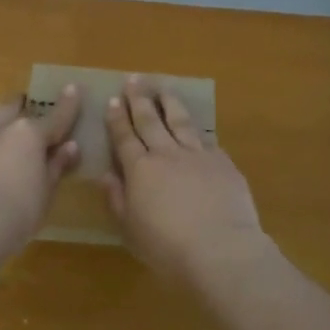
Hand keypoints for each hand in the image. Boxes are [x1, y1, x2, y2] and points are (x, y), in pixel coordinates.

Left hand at [0, 87, 81, 257]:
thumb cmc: (18, 213)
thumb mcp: (46, 194)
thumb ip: (56, 167)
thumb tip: (70, 147)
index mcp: (28, 136)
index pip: (55, 117)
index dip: (67, 104)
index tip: (73, 88)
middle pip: (11, 107)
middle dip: (20, 106)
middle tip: (26, 112)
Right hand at [102, 77, 267, 283]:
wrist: (221, 250)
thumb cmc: (168, 248)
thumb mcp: (130, 230)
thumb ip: (117, 200)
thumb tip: (106, 175)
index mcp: (140, 170)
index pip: (125, 137)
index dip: (117, 118)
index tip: (113, 99)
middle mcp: (167, 154)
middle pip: (150, 120)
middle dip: (139, 99)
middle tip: (133, 79)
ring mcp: (197, 155)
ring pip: (180, 121)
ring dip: (169, 102)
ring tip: (163, 88)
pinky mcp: (223, 163)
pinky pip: (206, 140)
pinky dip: (198, 131)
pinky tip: (196, 127)